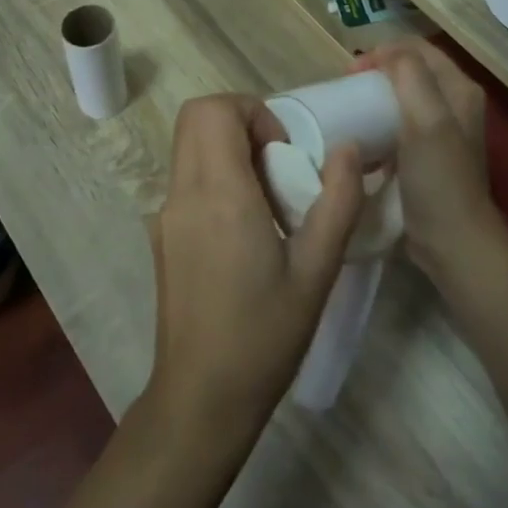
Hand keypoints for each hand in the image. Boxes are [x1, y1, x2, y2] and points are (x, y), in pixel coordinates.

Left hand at [145, 95, 363, 447]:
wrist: (201, 398)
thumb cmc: (264, 335)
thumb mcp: (318, 270)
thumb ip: (338, 201)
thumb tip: (346, 148)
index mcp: (219, 194)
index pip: (214, 110)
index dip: (254, 113)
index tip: (284, 152)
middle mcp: (183, 193)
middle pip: (196, 118)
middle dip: (241, 123)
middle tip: (278, 165)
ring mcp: (165, 214)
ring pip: (189, 146)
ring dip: (228, 151)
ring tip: (268, 201)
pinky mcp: (161, 235)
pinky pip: (186, 179)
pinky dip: (216, 178)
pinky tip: (245, 231)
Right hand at [355, 42, 507, 284]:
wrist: (452, 241)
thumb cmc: (439, 178)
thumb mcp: (427, 120)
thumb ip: (410, 77)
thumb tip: (385, 53)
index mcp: (459, 89)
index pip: (417, 49)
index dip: (384, 51)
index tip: (352, 71)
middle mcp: (453, 104)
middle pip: (409, 71)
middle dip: (376, 72)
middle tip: (347, 87)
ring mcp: (440, 132)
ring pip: (401, 98)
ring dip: (374, 98)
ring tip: (350, 110)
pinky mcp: (425, 156)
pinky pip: (396, 126)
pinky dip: (377, 125)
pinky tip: (360, 140)